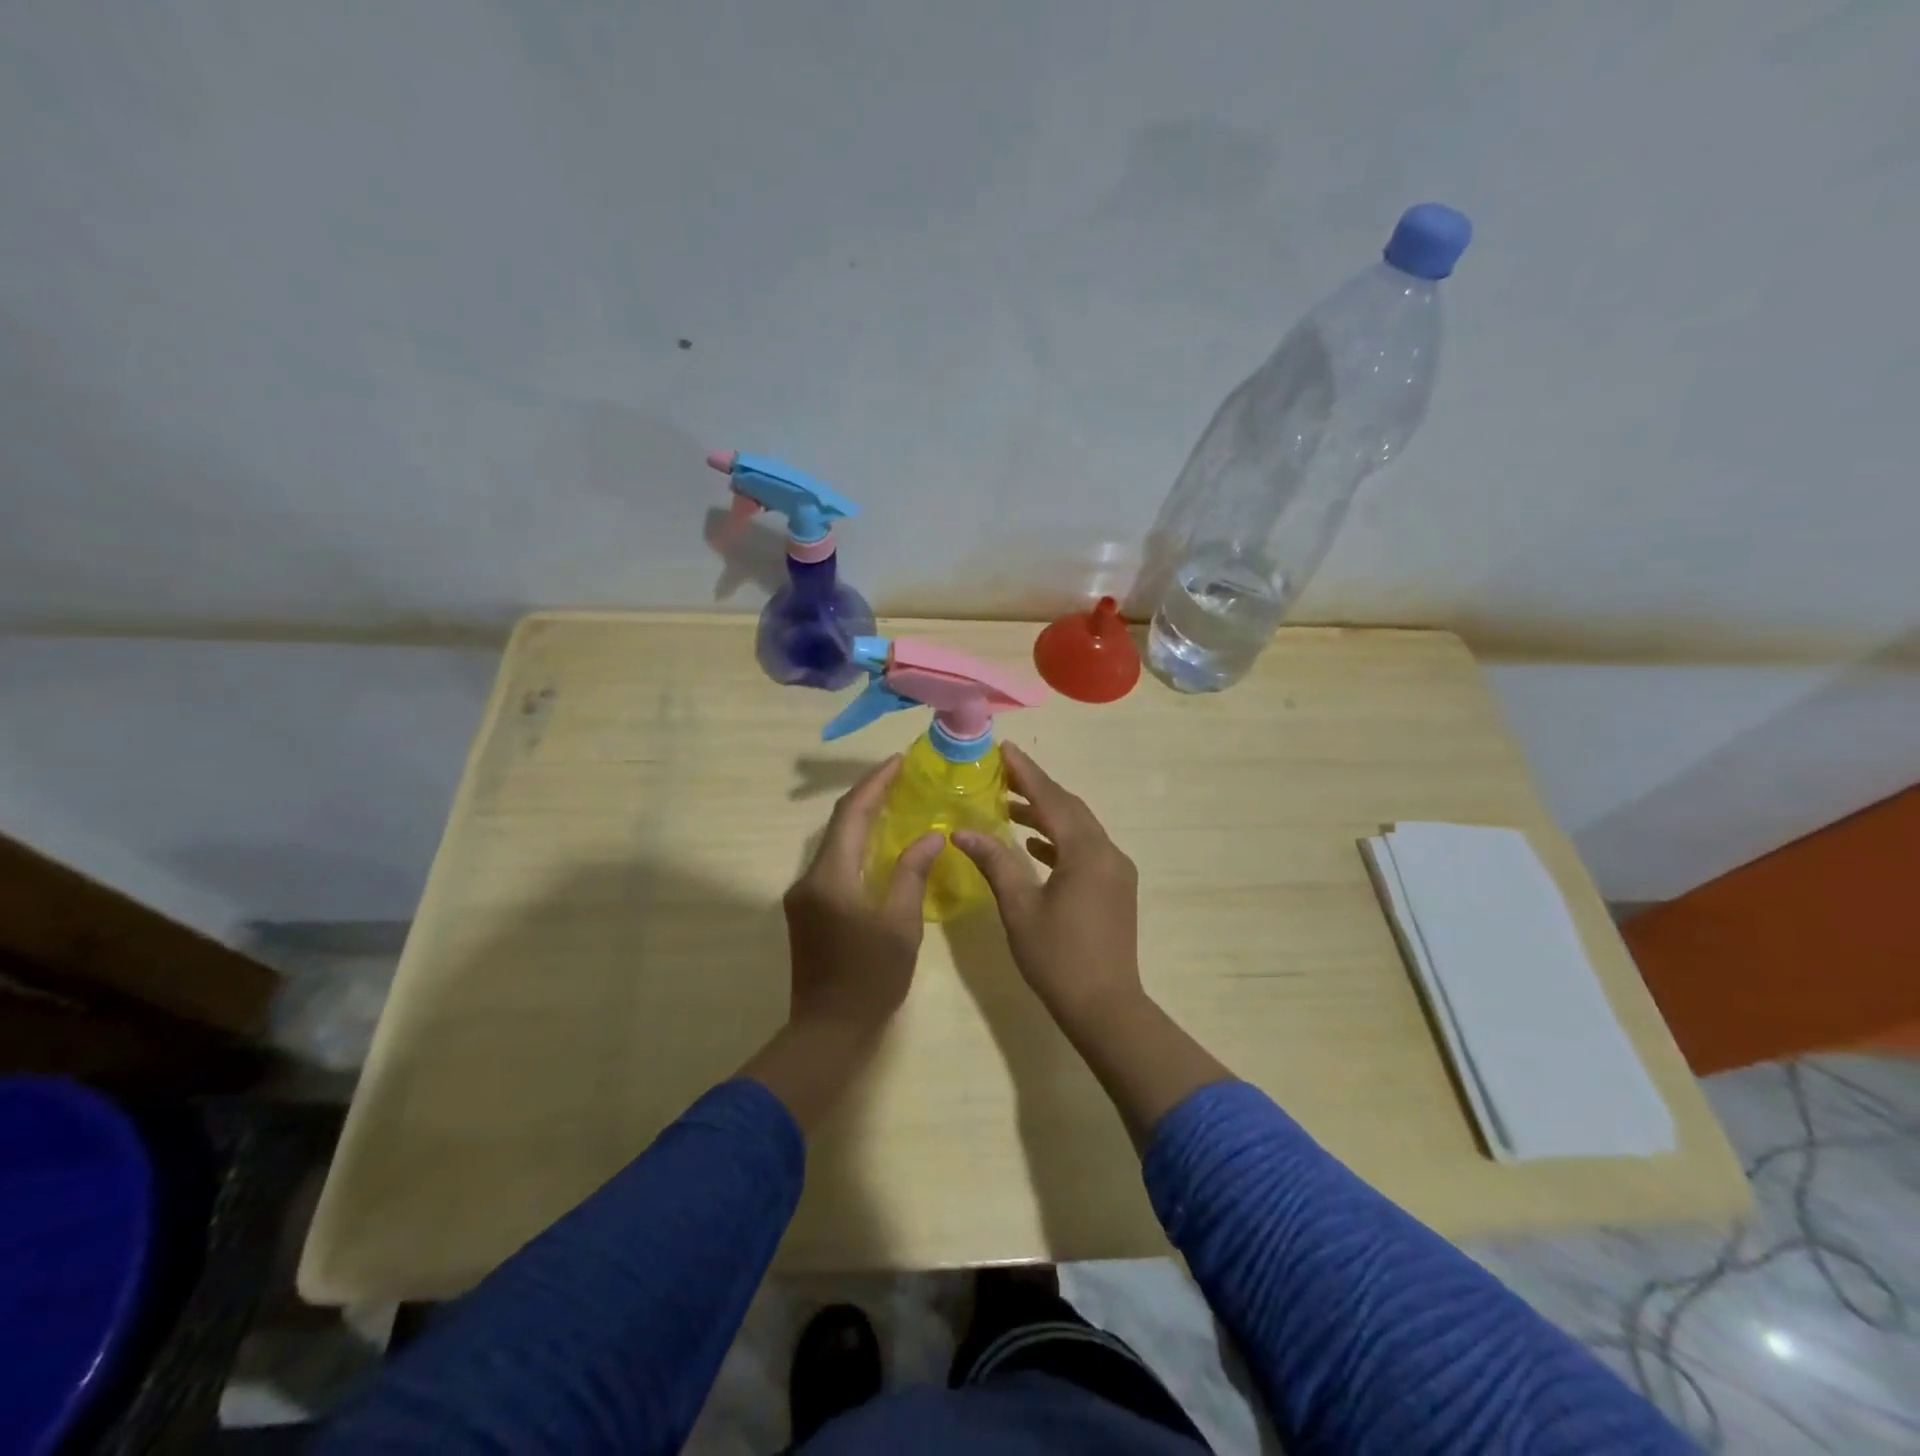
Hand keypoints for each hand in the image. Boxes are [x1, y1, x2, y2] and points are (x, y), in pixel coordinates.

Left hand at [783, 756, 943, 1035]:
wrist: (827, 1031)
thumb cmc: (871, 980)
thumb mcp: (901, 926)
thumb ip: (912, 874)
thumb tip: (932, 836)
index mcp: (830, 877)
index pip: (851, 814)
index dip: (875, 783)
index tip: (899, 761)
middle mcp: (809, 878)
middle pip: (839, 823)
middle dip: (869, 795)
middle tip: (903, 777)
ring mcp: (803, 894)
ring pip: (834, 843)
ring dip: (862, 819)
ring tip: (897, 802)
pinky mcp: (806, 910)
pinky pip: (833, 863)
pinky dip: (857, 846)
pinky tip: (881, 846)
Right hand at [956, 743, 1229, 1148]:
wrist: (1106, 1007)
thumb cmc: (1057, 957)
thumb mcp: (1020, 908)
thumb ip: (994, 862)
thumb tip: (963, 831)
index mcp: (1086, 852)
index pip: (1052, 799)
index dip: (1026, 772)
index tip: (1004, 749)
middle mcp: (1108, 852)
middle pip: (1070, 808)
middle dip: (1037, 789)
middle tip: (1003, 773)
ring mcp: (1116, 871)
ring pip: (1079, 829)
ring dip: (1047, 815)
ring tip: (1010, 807)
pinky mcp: (1116, 889)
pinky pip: (1086, 850)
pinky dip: (1060, 841)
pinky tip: (1035, 846)